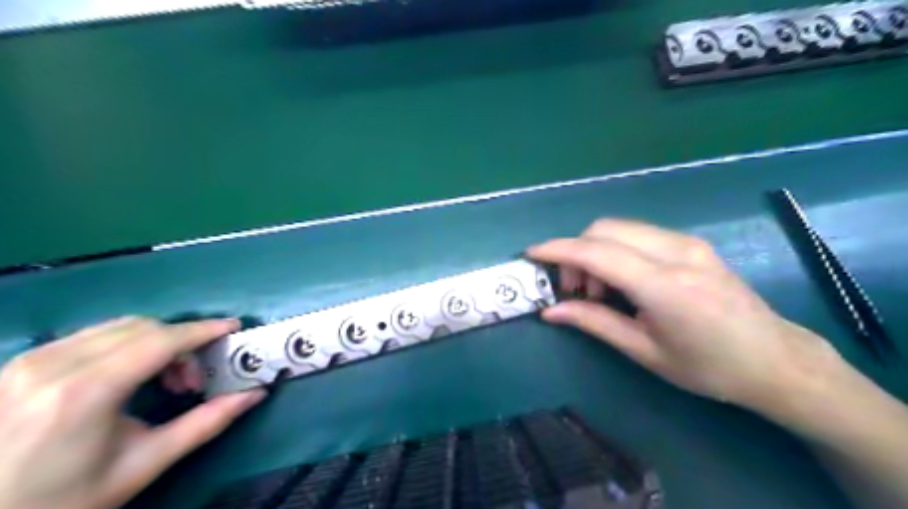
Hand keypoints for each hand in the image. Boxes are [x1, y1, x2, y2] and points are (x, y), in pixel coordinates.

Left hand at [0, 317, 263, 508]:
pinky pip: (92, 336)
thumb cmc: (64, 499)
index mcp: (86, 392)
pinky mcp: (20, 363)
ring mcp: (31, 360)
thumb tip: (256, 394)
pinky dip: (127, 345)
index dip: (204, 330)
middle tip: (192, 379)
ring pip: (119, 327)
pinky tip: (128, 376)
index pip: (161, 340)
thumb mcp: (144, 464)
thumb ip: (206, 423)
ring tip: (162, 380)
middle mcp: (54, 364)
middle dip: (182, 343)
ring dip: (156, 342)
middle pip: (143, 327)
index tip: (234, 327)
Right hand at [530, 219, 848, 413]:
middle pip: (604, 229)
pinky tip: (623, 280)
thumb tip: (551, 311)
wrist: (776, 360)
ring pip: (620, 228)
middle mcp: (676, 252)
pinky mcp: (692, 243)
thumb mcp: (645, 351)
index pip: (597, 253)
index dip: (559, 250)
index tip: (531, 254)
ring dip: (596, 251)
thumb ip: (594, 322)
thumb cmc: (708, 367)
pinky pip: (638, 234)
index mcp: (665, 286)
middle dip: (576, 252)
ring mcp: (688, 243)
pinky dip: (616, 250)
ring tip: (600, 290)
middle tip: (575, 290)